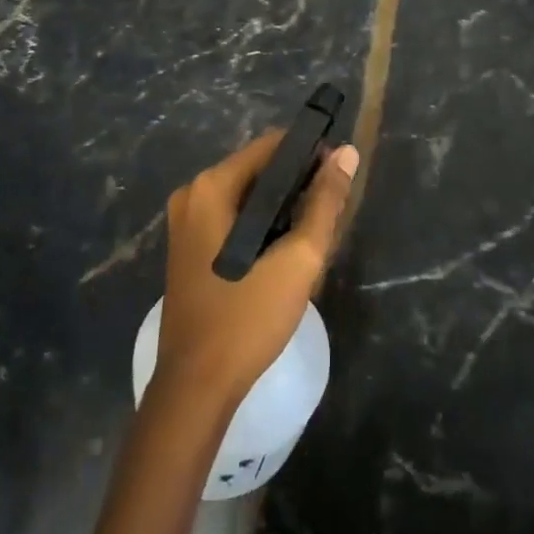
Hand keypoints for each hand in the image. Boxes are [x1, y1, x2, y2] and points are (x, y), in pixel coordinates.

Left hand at [153, 132, 358, 412]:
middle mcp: (192, 195)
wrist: (196, 388)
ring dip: (283, 208)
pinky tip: (284, 252)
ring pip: (249, 196)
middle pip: (259, 169)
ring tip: (312, 236)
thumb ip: (325, 201)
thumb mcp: (298, 258)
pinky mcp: (189, 247)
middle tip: (328, 216)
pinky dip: (262, 224)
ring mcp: (186, 222)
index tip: (338, 179)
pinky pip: (234, 217)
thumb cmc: (248, 317)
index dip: (310, 155)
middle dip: (297, 185)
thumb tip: (347, 153)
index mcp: (211, 188)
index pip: (272, 145)